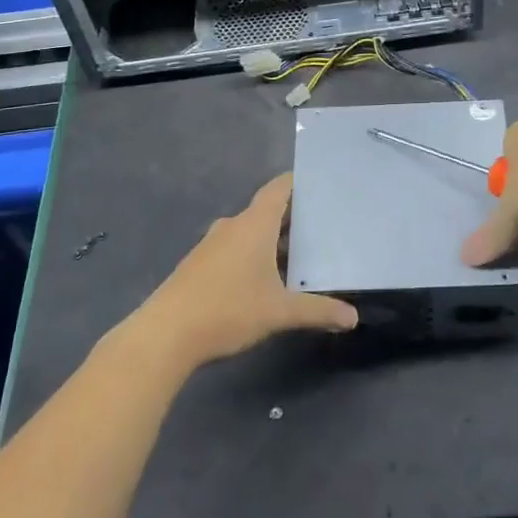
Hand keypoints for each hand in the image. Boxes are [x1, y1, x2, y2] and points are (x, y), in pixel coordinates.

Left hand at [135, 173, 357, 368]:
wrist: (165, 335)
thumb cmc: (227, 310)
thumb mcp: (279, 312)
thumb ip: (318, 311)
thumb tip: (353, 318)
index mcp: (253, 224)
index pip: (279, 188)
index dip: (299, 183)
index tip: (322, 185)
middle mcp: (232, 226)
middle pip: (266, 210)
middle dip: (293, 218)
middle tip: (323, 226)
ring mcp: (212, 245)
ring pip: (249, 232)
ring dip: (272, 240)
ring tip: (300, 255)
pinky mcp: (198, 265)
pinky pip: (234, 249)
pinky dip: (253, 255)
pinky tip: (265, 279)